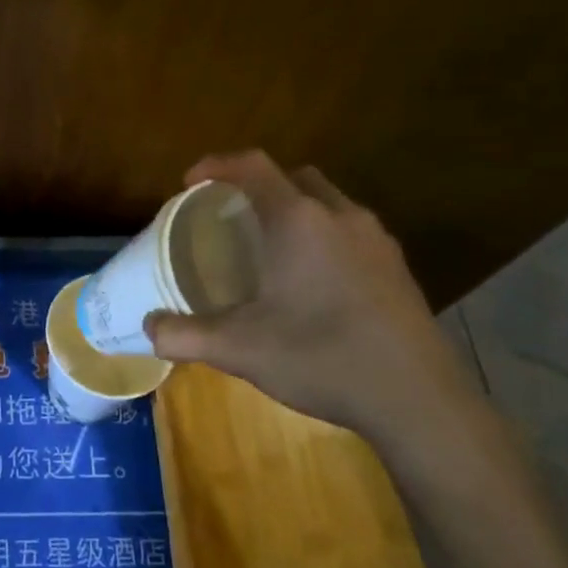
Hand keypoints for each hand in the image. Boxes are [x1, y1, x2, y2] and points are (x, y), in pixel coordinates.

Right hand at [145, 152, 479, 453]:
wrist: (419, 402)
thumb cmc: (321, 358)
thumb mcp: (239, 349)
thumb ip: (185, 335)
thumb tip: (148, 328)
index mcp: (299, 220)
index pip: (253, 166)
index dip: (216, 165)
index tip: (189, 184)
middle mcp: (340, 216)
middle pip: (293, 177)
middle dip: (258, 185)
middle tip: (230, 216)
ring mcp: (376, 241)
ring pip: (327, 203)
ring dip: (295, 211)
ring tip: (270, 249)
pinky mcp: (398, 268)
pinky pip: (351, 232)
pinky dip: (323, 237)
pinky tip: (313, 283)